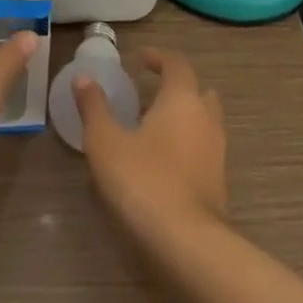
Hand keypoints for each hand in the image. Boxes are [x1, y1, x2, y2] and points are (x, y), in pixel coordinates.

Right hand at [76, 48, 227, 241]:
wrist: (188, 245)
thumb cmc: (144, 181)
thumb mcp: (106, 141)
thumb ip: (94, 107)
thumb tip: (83, 78)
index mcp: (182, 99)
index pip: (177, 63)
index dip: (158, 57)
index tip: (139, 59)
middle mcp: (206, 119)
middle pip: (198, 91)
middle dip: (176, 87)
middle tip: (149, 93)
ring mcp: (217, 153)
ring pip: (204, 122)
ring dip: (183, 118)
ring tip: (152, 128)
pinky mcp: (219, 184)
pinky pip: (204, 150)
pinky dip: (187, 145)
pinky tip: (162, 162)